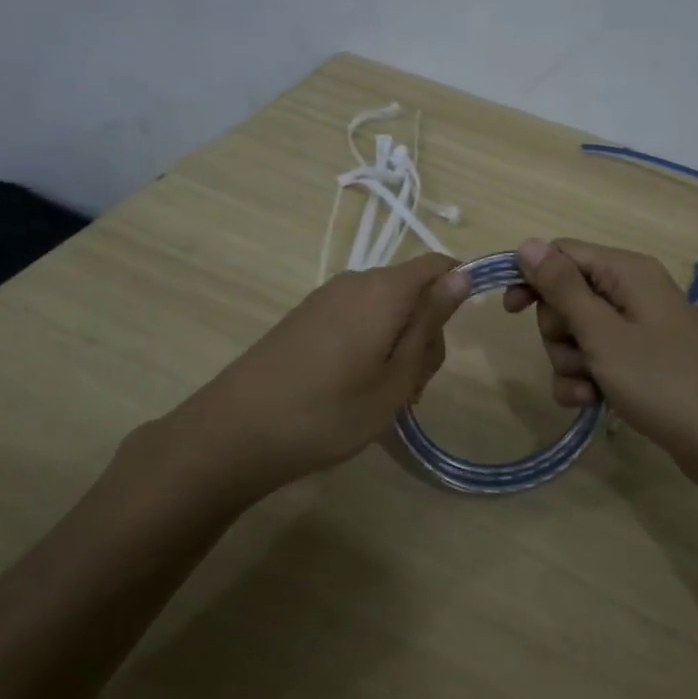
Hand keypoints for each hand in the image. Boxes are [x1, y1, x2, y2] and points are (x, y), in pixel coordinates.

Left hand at [135, 253, 469, 502]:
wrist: (236, 432)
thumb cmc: (330, 411)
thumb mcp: (396, 377)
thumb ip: (430, 322)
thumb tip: (461, 275)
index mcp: (383, 289)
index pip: (439, 265)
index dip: (459, 291)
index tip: (458, 337)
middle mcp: (355, 282)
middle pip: (413, 292)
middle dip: (425, 334)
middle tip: (411, 388)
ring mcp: (326, 299)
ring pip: (385, 310)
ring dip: (398, 348)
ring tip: (382, 399)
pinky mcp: (306, 319)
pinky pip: (357, 320)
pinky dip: (370, 348)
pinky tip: (353, 390)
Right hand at [504, 238, 697, 491]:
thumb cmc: (662, 381)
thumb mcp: (602, 334)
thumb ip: (562, 288)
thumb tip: (526, 244)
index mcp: (627, 271)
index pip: (563, 253)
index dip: (533, 278)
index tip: (510, 310)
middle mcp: (632, 291)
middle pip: (566, 296)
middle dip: (558, 331)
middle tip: (578, 354)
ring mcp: (637, 328)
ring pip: (576, 333)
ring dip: (570, 362)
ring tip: (591, 387)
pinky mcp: (639, 361)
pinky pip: (595, 359)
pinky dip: (586, 380)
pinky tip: (593, 403)